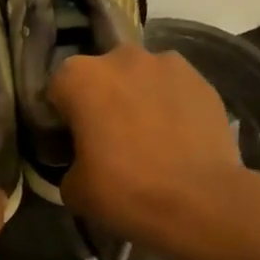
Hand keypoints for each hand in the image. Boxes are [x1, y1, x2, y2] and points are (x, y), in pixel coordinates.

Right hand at [49, 46, 254, 257]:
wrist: (201, 201)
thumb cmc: (126, 190)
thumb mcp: (74, 189)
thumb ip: (69, 163)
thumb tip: (81, 163)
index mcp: (80, 77)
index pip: (58, 89)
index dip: (62, 116)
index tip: (72, 141)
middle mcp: (121, 58)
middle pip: (102, 75)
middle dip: (103, 99)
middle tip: (110, 139)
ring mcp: (167, 63)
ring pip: (141, 78)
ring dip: (139, 98)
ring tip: (150, 137)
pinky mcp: (201, 79)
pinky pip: (174, 89)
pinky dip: (172, 105)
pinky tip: (178, 137)